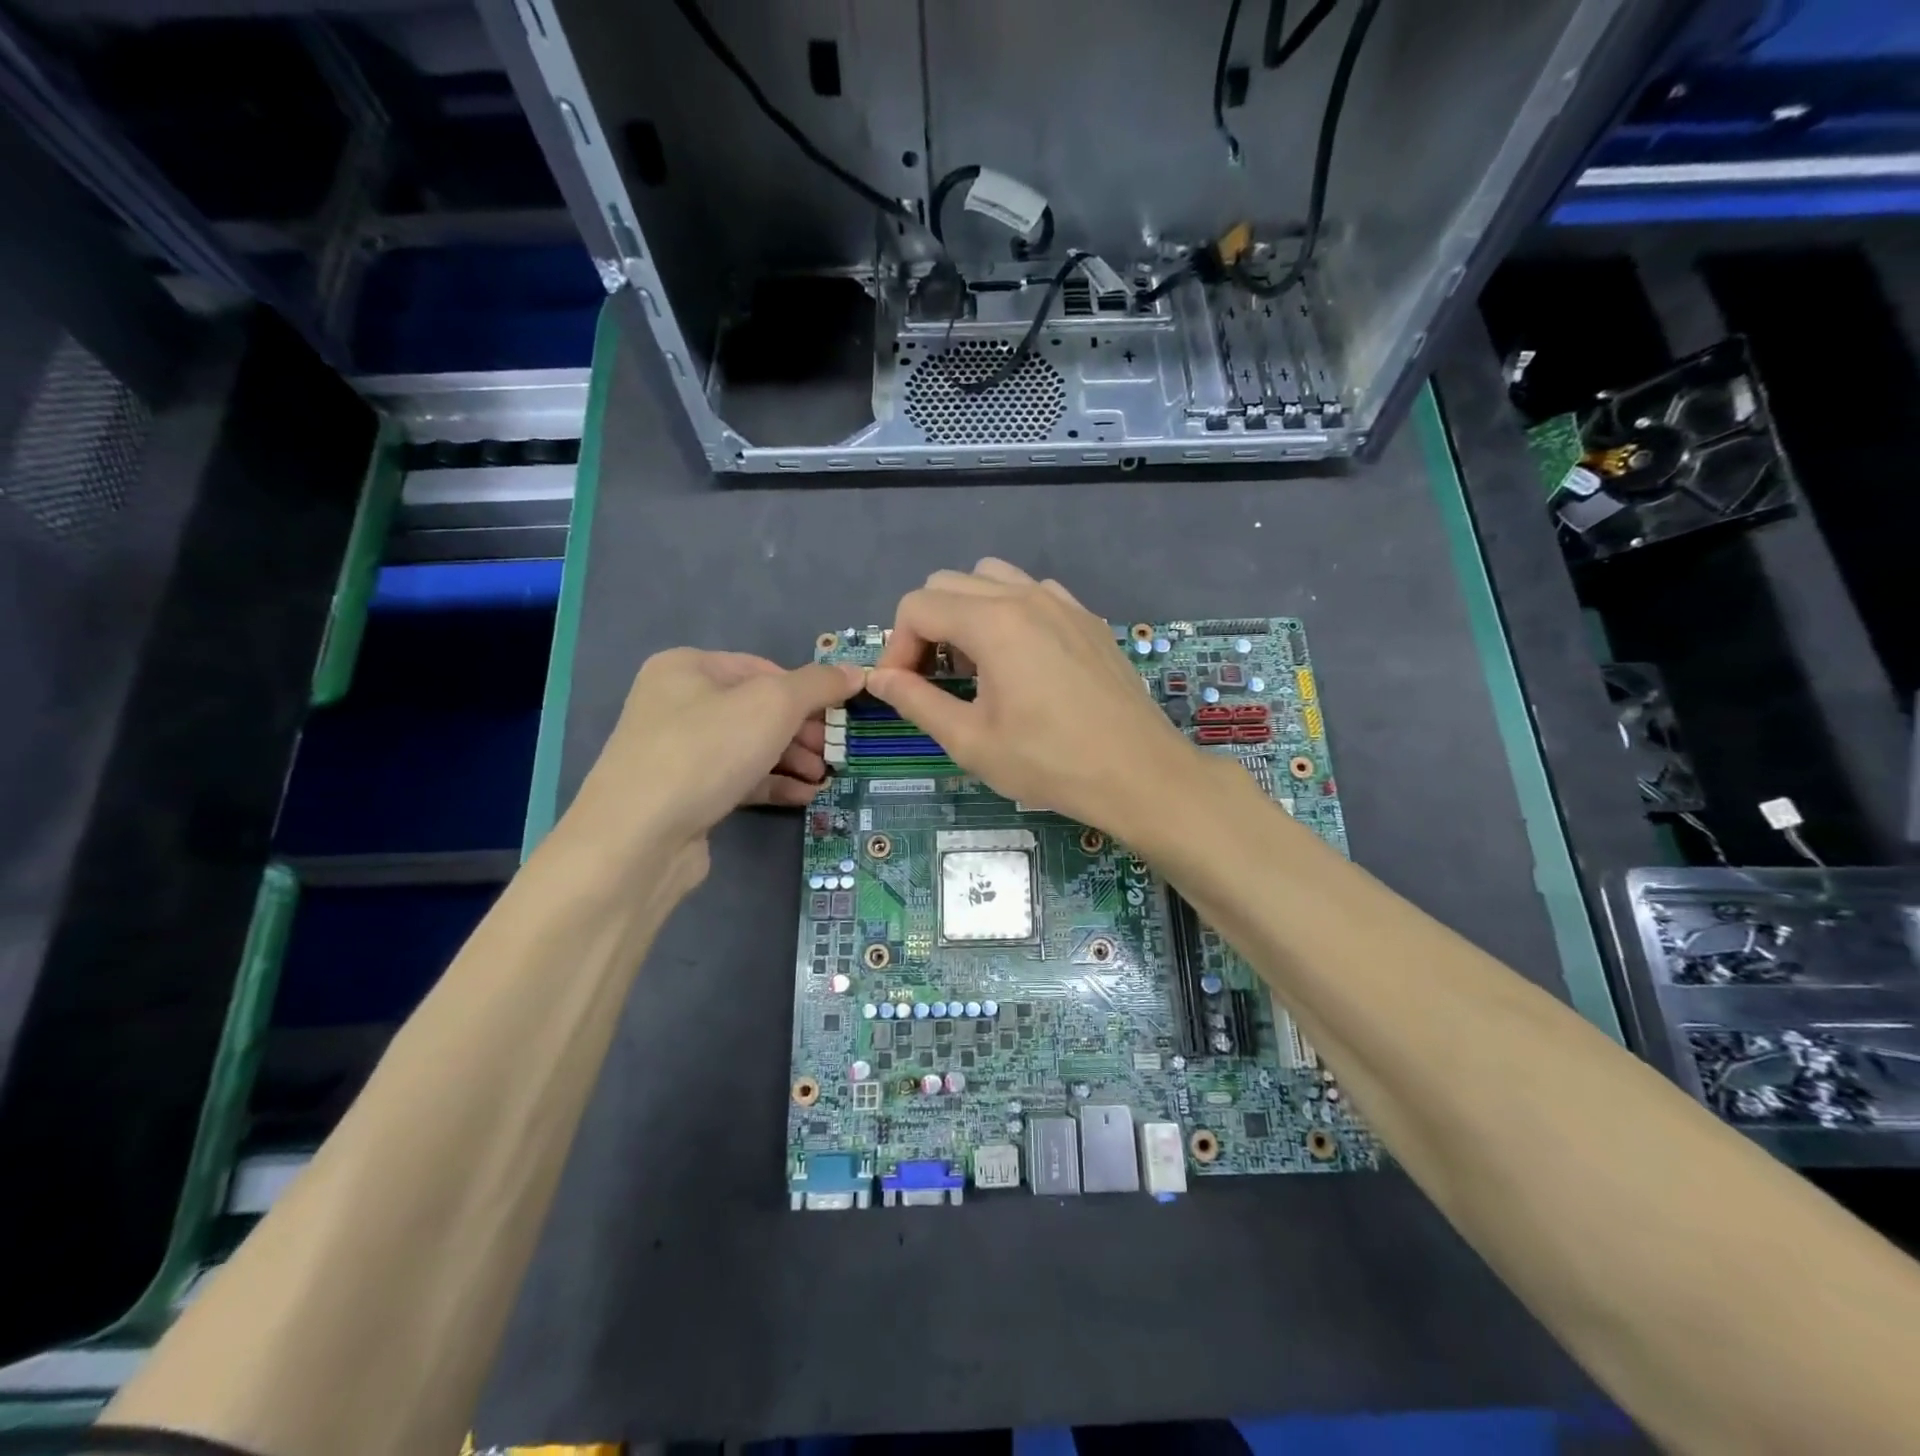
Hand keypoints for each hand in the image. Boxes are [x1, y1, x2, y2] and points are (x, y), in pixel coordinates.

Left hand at [559, 648, 862, 875]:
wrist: (639, 837)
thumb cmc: (707, 750)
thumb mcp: (773, 705)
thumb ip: (818, 685)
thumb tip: (855, 672)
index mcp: (687, 667)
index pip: (762, 668)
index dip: (805, 690)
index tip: (837, 715)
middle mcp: (677, 703)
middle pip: (758, 709)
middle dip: (802, 731)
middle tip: (833, 752)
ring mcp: (678, 751)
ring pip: (750, 746)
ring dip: (793, 760)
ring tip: (823, 778)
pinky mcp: (684, 793)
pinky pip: (738, 778)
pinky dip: (772, 783)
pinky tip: (804, 796)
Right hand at [867, 559, 1208, 839]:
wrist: (1139, 773)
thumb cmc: (1050, 762)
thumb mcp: (971, 741)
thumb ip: (916, 701)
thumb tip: (878, 679)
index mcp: (993, 622)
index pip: (918, 606)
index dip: (897, 647)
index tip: (903, 689)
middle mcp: (1026, 596)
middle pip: (949, 584)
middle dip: (927, 627)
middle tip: (933, 680)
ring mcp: (1062, 602)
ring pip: (991, 579)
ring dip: (966, 613)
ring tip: (975, 666)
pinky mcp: (1086, 618)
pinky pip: (1031, 593)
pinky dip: (1007, 614)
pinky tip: (1020, 663)